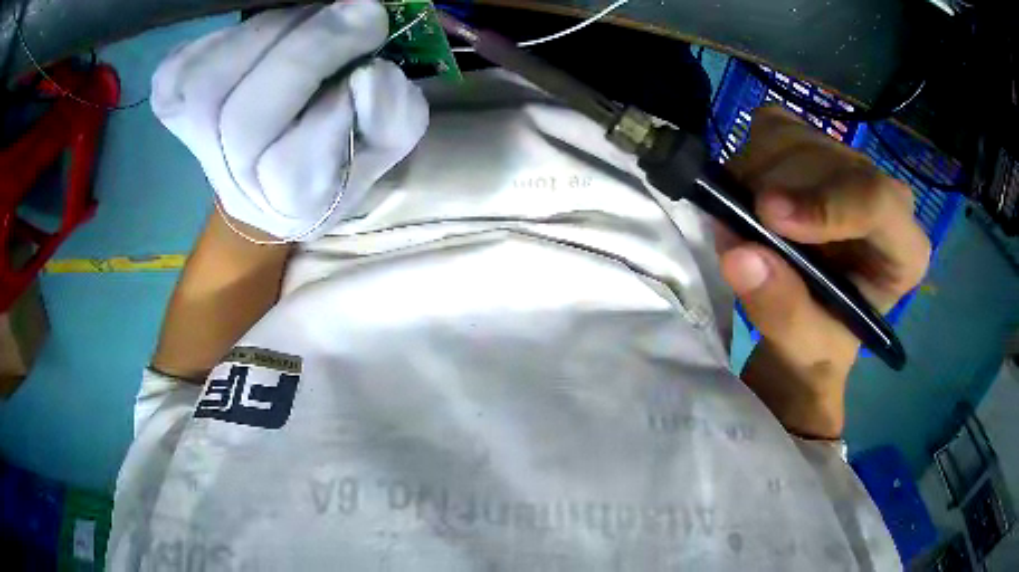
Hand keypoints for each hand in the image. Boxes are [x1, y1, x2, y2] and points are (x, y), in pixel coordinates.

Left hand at [150, 0, 427, 240]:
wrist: (275, 158)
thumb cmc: (339, 146)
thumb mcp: (383, 141)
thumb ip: (389, 117)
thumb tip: (367, 75)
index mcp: (285, 204)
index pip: (291, 165)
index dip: (335, 107)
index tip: (374, 66)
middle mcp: (230, 183)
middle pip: (243, 120)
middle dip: (307, 53)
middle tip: (361, 14)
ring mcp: (190, 142)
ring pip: (208, 86)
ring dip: (269, 36)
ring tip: (310, 19)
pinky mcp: (169, 104)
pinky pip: (183, 65)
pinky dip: (223, 38)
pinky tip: (259, 38)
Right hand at [719, 106, 929, 438]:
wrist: (809, 323)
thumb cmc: (818, 343)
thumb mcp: (803, 349)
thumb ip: (782, 310)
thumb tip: (740, 255)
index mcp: (903, 250)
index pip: (878, 201)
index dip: (825, 202)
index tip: (768, 217)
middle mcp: (884, 196)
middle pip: (829, 160)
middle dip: (778, 188)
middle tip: (739, 228)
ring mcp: (849, 164)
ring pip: (797, 137)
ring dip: (756, 174)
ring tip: (742, 221)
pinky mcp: (814, 147)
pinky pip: (774, 127)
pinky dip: (749, 156)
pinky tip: (748, 195)